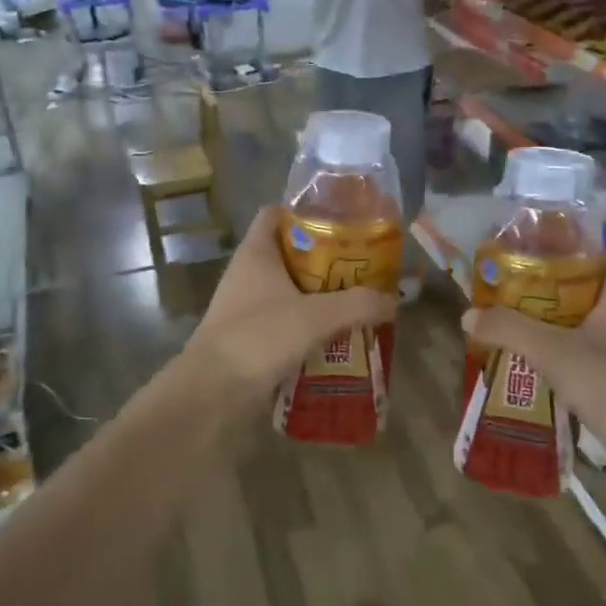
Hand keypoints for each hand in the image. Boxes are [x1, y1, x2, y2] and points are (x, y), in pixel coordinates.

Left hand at [184, 206, 395, 396]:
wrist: (212, 393)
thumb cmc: (259, 337)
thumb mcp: (317, 316)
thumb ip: (358, 305)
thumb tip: (393, 301)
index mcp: (256, 253)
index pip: (275, 214)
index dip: (304, 212)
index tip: (340, 222)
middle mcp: (247, 274)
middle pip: (289, 254)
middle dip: (325, 261)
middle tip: (361, 268)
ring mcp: (245, 308)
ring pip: (288, 292)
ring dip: (319, 298)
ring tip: (357, 304)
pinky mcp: (248, 339)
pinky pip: (284, 324)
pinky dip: (308, 328)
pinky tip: (336, 340)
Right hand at [464, 270, 605, 449]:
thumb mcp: (550, 351)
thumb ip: (507, 328)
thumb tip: (468, 316)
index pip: (583, 254)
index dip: (548, 251)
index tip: (513, 257)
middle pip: (580, 288)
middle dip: (541, 291)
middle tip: (503, 295)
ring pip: (585, 320)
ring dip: (551, 322)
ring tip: (513, 326)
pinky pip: (592, 347)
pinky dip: (565, 348)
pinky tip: (539, 361)